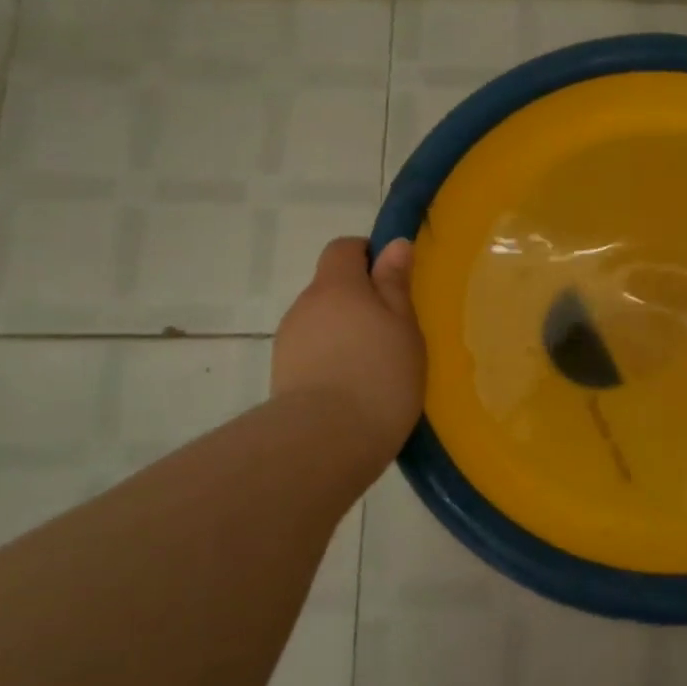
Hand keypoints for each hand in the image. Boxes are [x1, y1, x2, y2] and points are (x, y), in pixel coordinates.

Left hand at [272, 237, 424, 456]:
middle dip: (360, 299)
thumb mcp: (404, 326)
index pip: (344, 248)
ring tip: (375, 365)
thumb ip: (395, 284)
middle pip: (332, 286)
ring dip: (345, 331)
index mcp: (336, 286)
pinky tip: (353, 386)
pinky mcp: (283, 374)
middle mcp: (305, 305)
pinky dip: (332, 358)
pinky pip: (312, 351)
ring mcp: (289, 340)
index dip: (367, 255)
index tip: (393, 280)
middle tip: (393, 330)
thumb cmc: (380, 375)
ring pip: (322, 321)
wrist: (326, 441)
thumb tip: (393, 244)